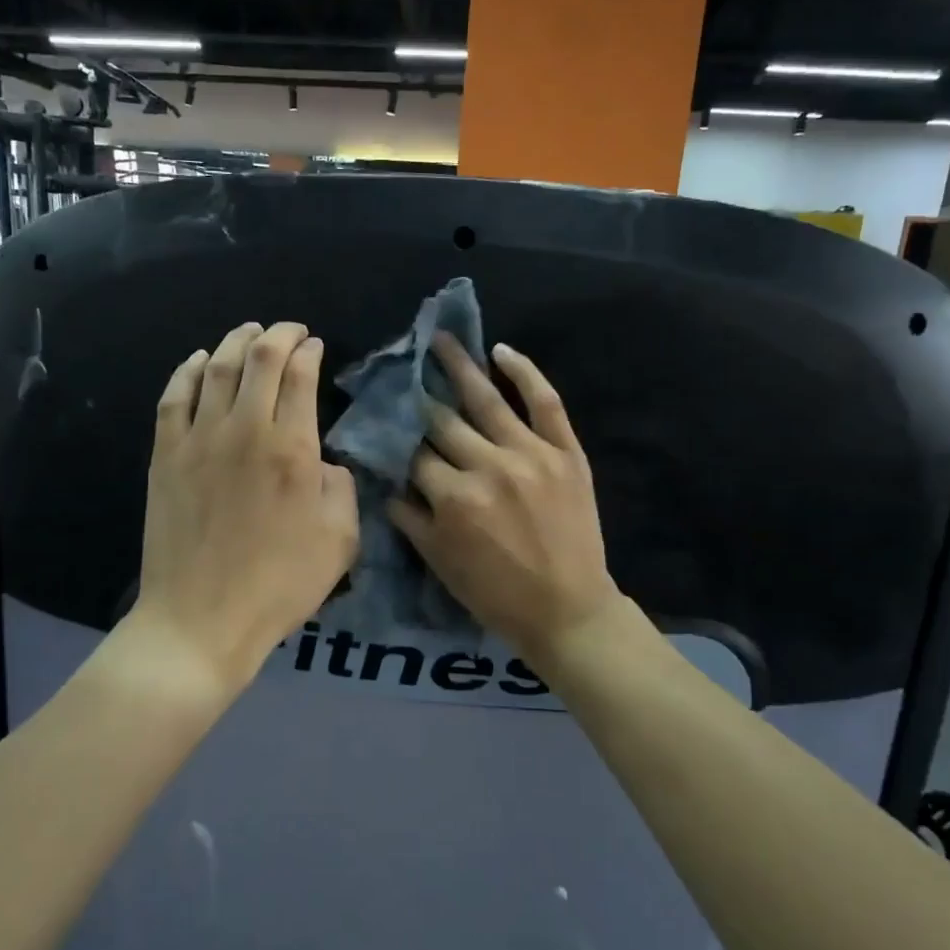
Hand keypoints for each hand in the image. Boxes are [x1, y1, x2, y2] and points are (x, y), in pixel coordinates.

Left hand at [135, 322, 359, 694]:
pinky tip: (198, 360)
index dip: (310, 352)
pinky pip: (174, 397)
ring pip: (216, 368)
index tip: (316, 346)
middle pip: (259, 359)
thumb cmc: (279, 585)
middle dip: (279, 335)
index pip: (300, 377)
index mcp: (292, 449)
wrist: (201, 619)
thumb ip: (341, 488)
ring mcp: (199, 440)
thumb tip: (322, 461)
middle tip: (290, 330)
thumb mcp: (340, 541)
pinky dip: (187, 370)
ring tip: (248, 330)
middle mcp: (245, 430)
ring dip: (235, 341)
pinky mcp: (166, 456)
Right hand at [386, 335, 620, 658]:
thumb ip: (409, 517)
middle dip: (418, 394)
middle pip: (443, 421)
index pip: (413, 454)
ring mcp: (532, 454)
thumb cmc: (496, 594)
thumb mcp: (440, 562)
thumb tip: (385, 478)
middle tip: (401, 367)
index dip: (394, 435)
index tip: (381, 415)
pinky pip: (546, 402)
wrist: (568, 610)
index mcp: (454, 498)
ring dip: (460, 366)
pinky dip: (525, 373)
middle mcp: (489, 466)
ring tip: (441, 339)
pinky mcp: (566, 452)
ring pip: (487, 400)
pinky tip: (502, 351)